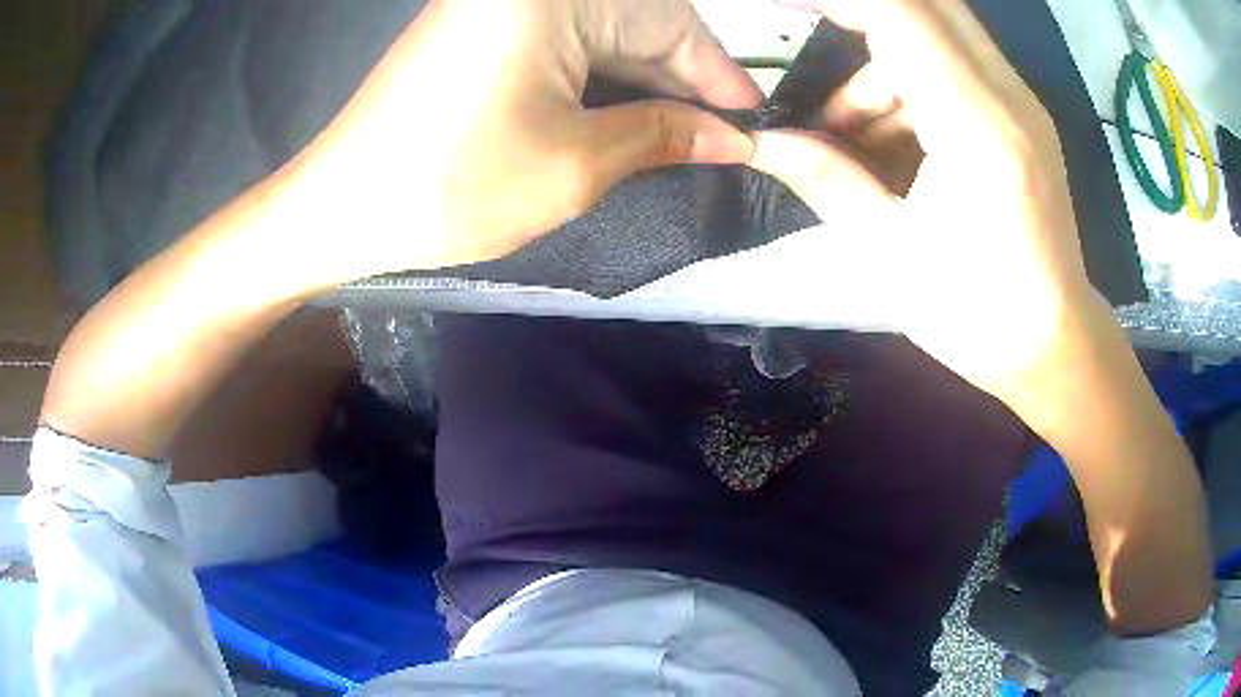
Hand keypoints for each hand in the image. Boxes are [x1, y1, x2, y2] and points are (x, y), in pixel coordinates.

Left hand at [294, 0, 760, 283]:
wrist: (340, 208)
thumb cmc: (452, 186)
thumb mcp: (576, 166)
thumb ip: (664, 136)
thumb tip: (733, 139)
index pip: (673, 24)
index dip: (719, 77)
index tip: (754, 125)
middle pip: (640, 23)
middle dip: (683, 82)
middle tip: (721, 140)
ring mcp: (502, 4)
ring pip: (604, 35)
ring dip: (643, 84)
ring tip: (681, 138)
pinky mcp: (483, 27)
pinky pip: (565, 43)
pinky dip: (599, 81)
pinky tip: (626, 117)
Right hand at [748, 0, 1104, 414]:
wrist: (1053, 345)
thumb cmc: (979, 315)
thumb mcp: (891, 252)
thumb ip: (825, 179)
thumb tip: (761, 142)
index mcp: (976, 126)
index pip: (897, 12)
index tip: (781, 4)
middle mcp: (1006, 95)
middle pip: (925, 2)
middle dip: (859, 14)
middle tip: (810, 45)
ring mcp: (1018, 101)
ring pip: (934, 33)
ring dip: (879, 66)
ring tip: (850, 138)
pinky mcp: (1018, 114)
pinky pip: (953, 64)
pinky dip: (909, 86)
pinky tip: (891, 144)